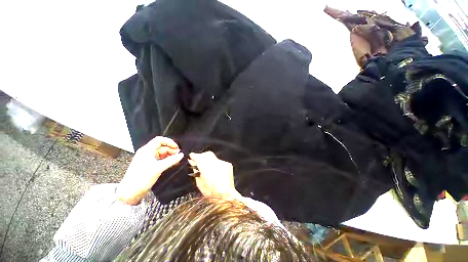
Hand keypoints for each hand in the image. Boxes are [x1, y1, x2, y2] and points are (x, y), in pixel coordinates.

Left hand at [117, 137, 183, 204]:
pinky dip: (167, 160)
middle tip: (179, 155)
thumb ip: (171, 160)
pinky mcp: (149, 165)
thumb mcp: (158, 168)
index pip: (159, 140)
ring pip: (162, 153)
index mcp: (147, 150)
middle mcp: (147, 152)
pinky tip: (173, 163)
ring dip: (170, 155)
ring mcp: (148, 159)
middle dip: (171, 149)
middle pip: (162, 147)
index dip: (169, 142)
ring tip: (177, 160)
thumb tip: (181, 155)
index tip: (177, 147)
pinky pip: (160, 159)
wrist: (130, 192)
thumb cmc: (142, 178)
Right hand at [188, 151, 240, 199]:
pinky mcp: (228, 164)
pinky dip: (215, 164)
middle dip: (202, 156)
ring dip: (209, 160)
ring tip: (207, 167)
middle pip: (207, 154)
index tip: (191, 156)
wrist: (227, 195)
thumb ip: (196, 171)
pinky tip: (215, 170)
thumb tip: (192, 162)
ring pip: (213, 157)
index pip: (199, 157)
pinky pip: (219, 161)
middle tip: (198, 161)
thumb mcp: (199, 183)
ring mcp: (223, 163)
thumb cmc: (211, 192)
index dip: (194, 155)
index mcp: (207, 169)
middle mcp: (215, 163)